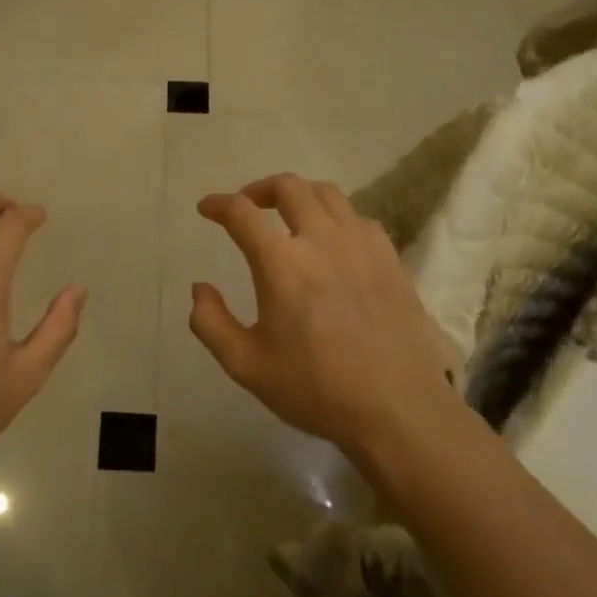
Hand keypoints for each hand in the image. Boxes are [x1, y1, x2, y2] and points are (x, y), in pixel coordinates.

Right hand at [189, 174, 455, 463]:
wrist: (396, 408)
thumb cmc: (315, 388)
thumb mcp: (245, 365)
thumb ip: (211, 323)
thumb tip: (199, 289)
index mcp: (280, 262)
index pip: (242, 212)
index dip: (218, 204)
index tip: (207, 208)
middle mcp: (320, 239)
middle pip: (288, 187)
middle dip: (260, 189)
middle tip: (248, 205)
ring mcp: (361, 244)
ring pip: (327, 194)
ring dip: (300, 195)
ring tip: (289, 214)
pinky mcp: (389, 258)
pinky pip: (358, 218)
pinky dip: (336, 217)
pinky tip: (333, 241)